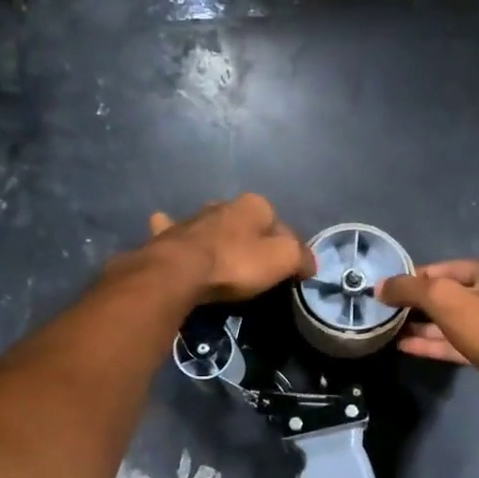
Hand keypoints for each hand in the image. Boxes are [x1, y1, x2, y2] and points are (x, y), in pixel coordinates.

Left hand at [146, 194, 315, 301]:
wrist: (179, 273)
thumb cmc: (237, 264)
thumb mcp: (283, 260)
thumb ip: (301, 257)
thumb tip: (310, 263)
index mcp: (255, 205)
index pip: (281, 225)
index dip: (288, 248)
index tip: (287, 271)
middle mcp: (223, 204)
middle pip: (246, 223)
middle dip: (251, 238)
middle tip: (255, 267)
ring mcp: (193, 218)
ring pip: (212, 224)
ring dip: (217, 234)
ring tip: (221, 256)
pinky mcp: (168, 235)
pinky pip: (174, 230)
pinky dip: (174, 230)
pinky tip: (171, 232)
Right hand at [377, 258, 478, 418]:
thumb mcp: (444, 298)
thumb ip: (410, 288)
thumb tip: (380, 286)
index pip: (446, 268)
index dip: (415, 276)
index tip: (387, 287)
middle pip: (448, 294)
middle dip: (417, 303)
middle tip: (385, 309)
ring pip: (451, 321)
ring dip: (422, 325)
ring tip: (389, 327)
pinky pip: (456, 343)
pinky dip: (432, 343)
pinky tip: (404, 346)